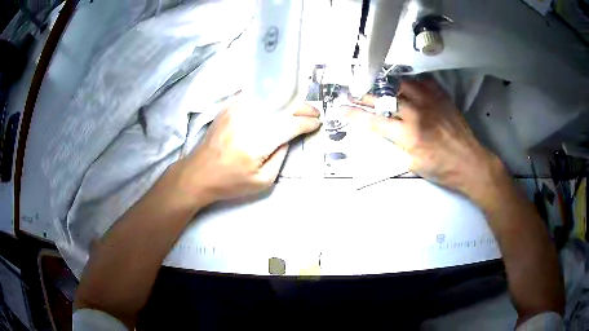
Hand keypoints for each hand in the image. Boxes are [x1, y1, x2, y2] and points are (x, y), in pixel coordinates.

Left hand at [176, 101, 320, 205]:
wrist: (198, 174)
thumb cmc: (230, 182)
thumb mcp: (263, 180)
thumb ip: (281, 156)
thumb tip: (289, 137)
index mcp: (257, 141)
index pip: (289, 125)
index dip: (306, 123)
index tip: (317, 124)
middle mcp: (247, 119)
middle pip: (281, 107)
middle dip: (302, 108)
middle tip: (315, 113)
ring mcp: (236, 110)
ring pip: (270, 98)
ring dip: (289, 101)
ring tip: (301, 107)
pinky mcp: (229, 107)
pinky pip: (255, 96)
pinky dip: (271, 97)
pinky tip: (280, 101)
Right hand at [345, 79, 501, 197]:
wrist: (470, 162)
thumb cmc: (442, 169)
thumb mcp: (414, 165)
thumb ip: (397, 147)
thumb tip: (386, 134)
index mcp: (408, 134)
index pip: (374, 121)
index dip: (355, 115)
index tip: (342, 110)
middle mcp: (416, 113)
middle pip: (384, 98)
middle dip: (365, 96)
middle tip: (354, 93)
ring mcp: (430, 101)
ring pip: (401, 84)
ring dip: (387, 86)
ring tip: (379, 87)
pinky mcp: (441, 96)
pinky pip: (422, 81)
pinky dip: (411, 82)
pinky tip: (406, 85)